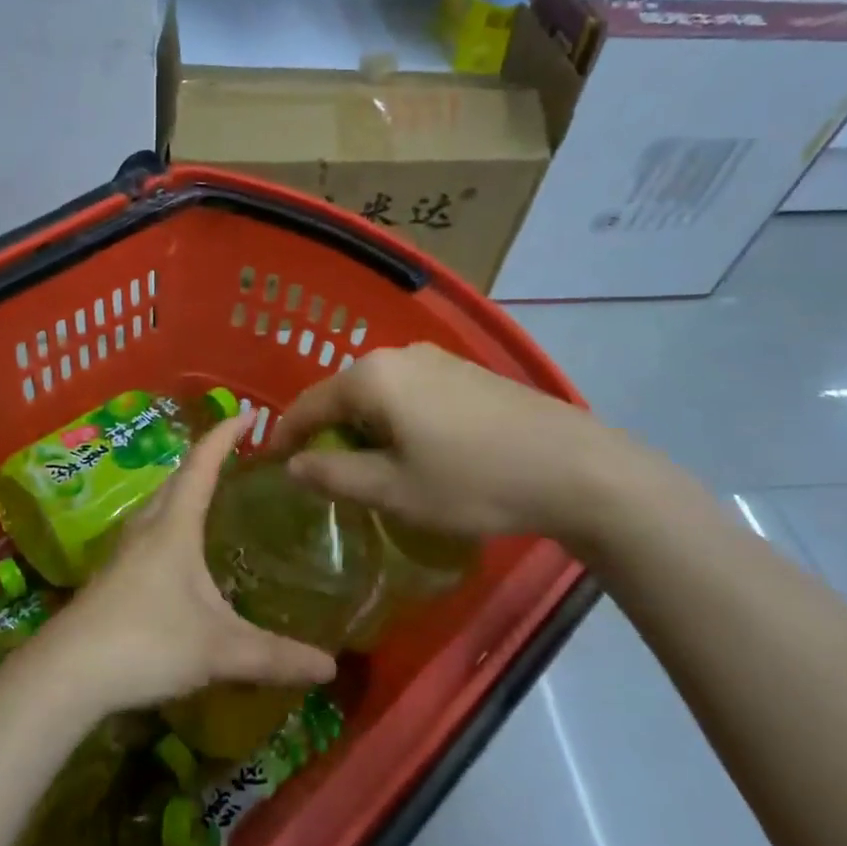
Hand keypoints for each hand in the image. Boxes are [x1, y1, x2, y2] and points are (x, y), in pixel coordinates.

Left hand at [43, 413, 335, 714]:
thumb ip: (275, 656)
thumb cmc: (146, 642)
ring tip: (212, 495)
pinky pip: (149, 532)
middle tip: (238, 455)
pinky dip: (171, 523)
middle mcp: (146, 527)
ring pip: (159, 505)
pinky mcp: (112, 577)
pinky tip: (181, 553)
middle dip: (206, 459)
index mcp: (174, 525)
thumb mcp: (219, 649)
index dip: (225, 435)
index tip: (249, 413)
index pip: (202, 464)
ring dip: (185, 490)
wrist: (67, 674)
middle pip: (177, 479)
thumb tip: (330, 666)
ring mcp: (124, 552)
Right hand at [271, 342, 631, 545]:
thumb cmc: (474, 481)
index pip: (308, 404)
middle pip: (342, 395)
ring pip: (378, 394)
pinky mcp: (465, 372)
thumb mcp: (395, 490)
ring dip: (363, 428)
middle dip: (327, 433)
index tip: (270, 466)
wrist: (576, 468)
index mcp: (371, 377)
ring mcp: (436, 360)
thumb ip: (334, 475)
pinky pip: (409, 393)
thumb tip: (292, 466)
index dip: (284, 436)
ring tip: (369, 469)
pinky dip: (395, 420)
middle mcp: (398, 355)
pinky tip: (415, 451)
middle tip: (323, 475)